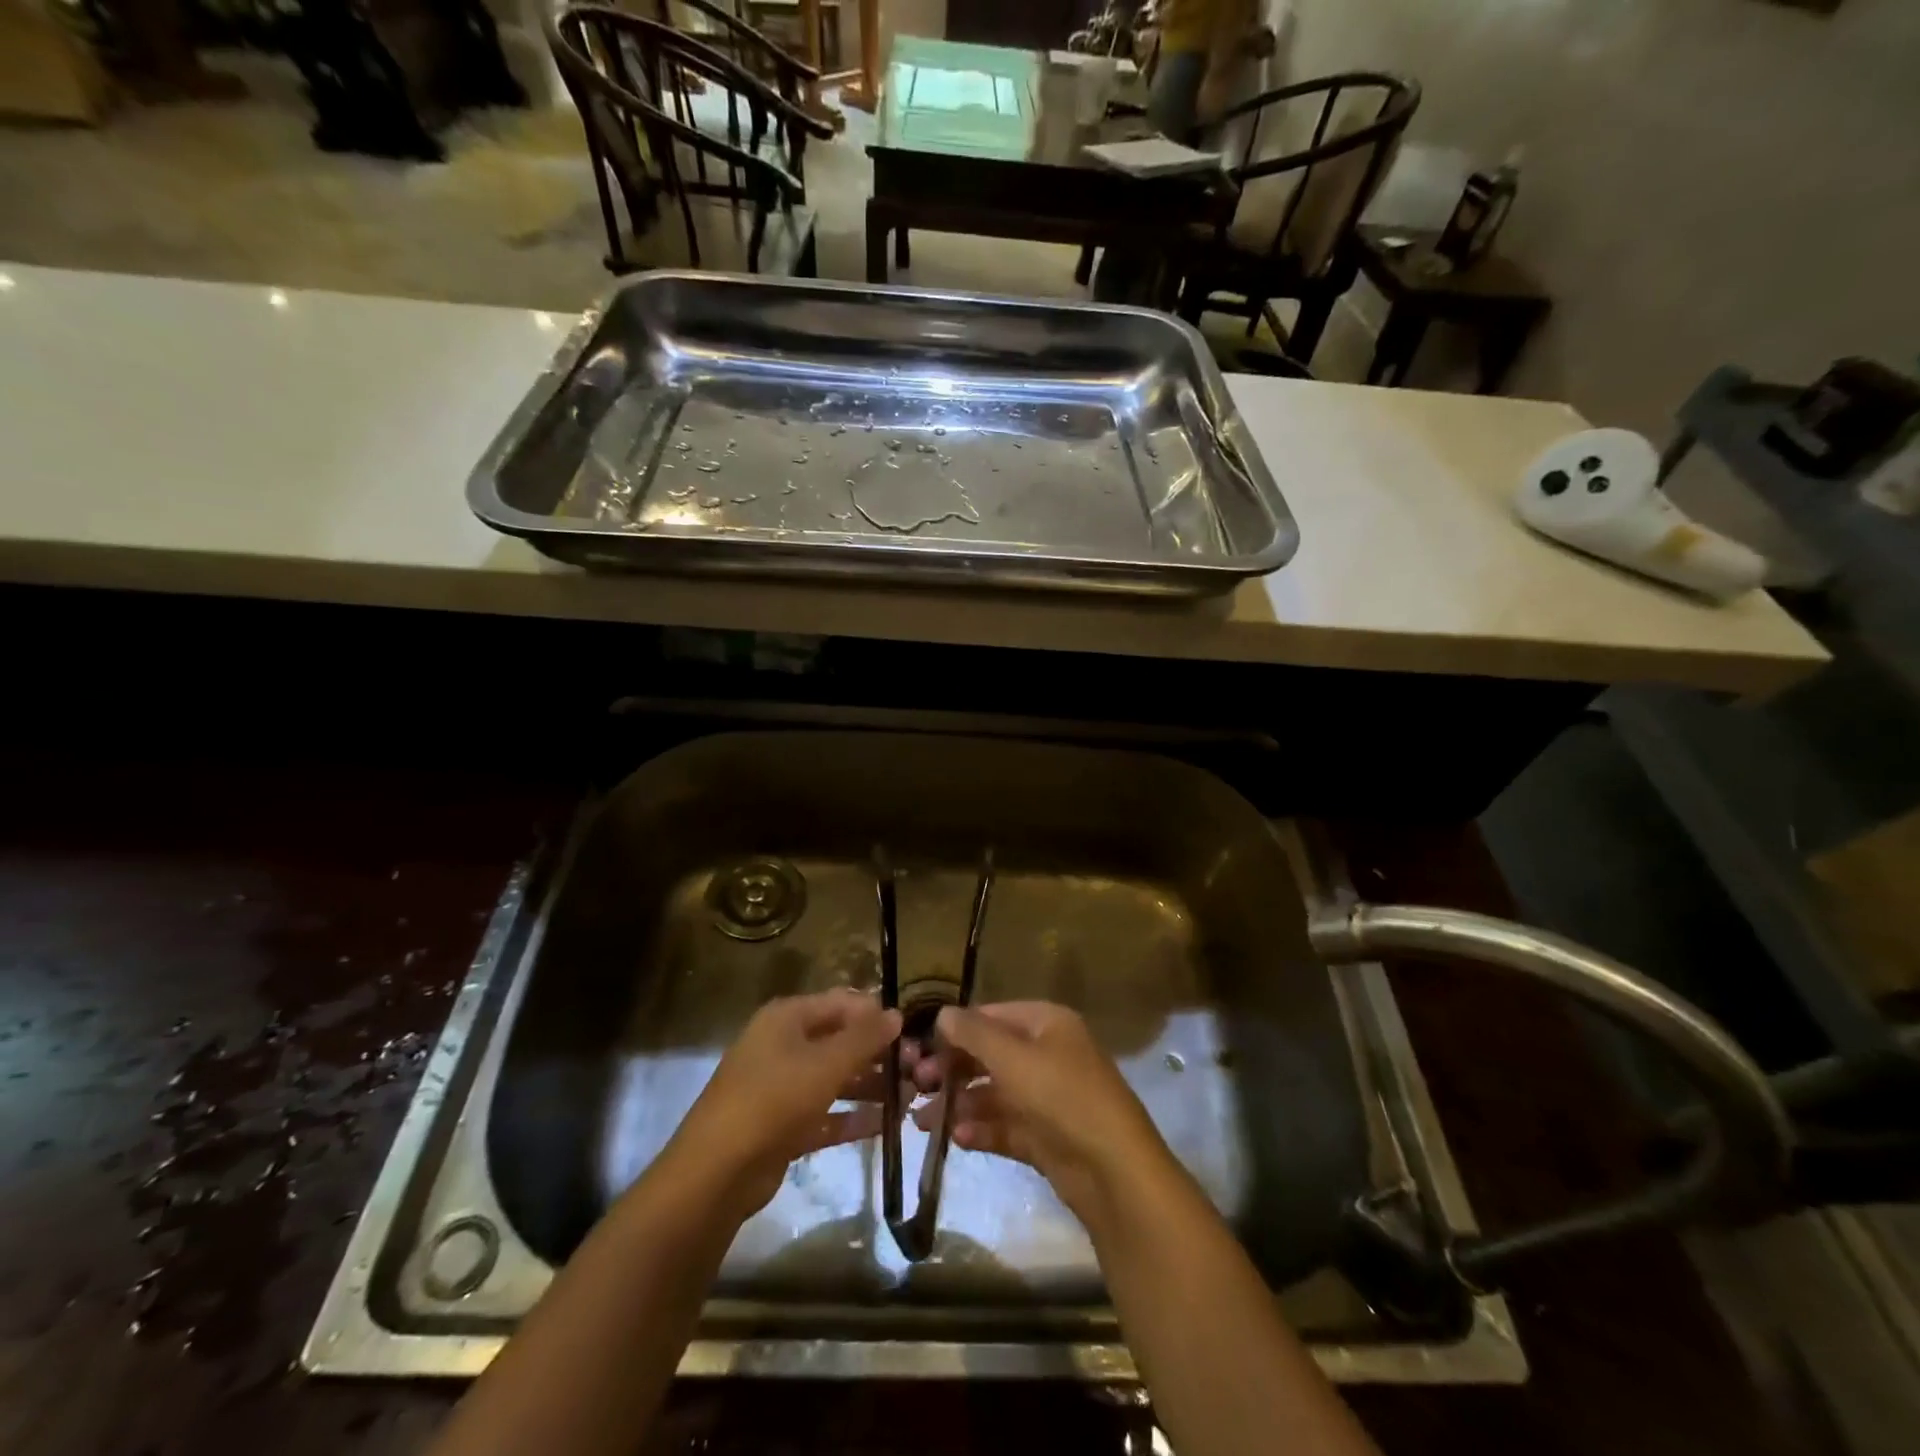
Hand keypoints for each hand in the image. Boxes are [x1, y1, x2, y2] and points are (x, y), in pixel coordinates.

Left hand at [661, 989, 900, 1220]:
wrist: (716, 1172)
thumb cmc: (773, 1100)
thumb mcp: (826, 1064)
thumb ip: (864, 1038)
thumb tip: (897, 1014)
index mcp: (787, 1018)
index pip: (840, 1003)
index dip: (874, 1013)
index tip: (910, 1030)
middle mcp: (782, 1045)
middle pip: (838, 1040)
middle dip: (876, 1053)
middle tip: (915, 1068)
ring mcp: (780, 1087)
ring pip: (833, 1078)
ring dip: (869, 1086)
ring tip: (909, 1097)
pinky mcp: (782, 1126)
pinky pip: (824, 1114)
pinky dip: (851, 1118)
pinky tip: (884, 1125)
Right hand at [908, 1002, 1183, 1233]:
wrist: (1114, 1172)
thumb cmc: (1062, 1096)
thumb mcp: (1013, 1058)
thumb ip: (974, 1034)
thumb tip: (942, 1014)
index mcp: (1047, 1024)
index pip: (993, 1016)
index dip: (956, 1030)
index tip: (919, 1048)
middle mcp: (1048, 1054)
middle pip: (991, 1055)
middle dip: (954, 1070)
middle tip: (916, 1087)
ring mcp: (1048, 1097)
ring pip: (995, 1094)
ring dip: (960, 1104)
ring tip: (924, 1122)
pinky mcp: (1046, 1137)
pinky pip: (1006, 1126)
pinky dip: (982, 1129)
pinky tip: (957, 1138)